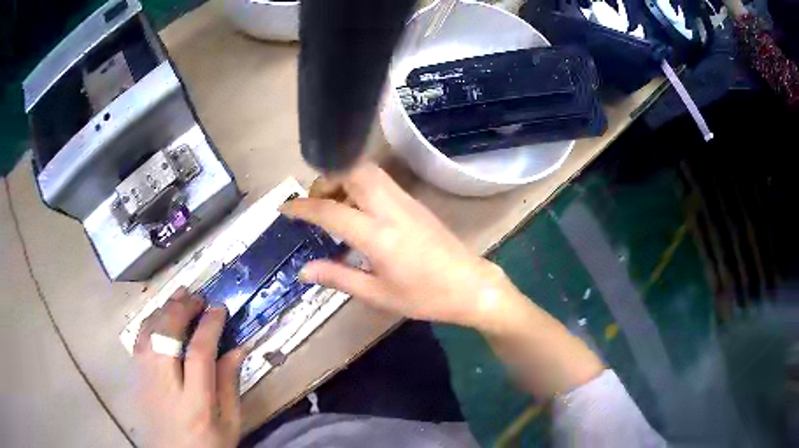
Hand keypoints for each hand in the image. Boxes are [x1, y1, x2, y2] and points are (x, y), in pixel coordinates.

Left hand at [134, 288, 243, 447]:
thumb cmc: (209, 445)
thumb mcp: (230, 423)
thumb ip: (230, 385)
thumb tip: (237, 348)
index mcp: (195, 404)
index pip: (199, 354)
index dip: (209, 326)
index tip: (219, 308)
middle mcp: (165, 387)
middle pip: (167, 337)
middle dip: (182, 310)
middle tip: (197, 297)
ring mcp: (145, 381)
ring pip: (149, 334)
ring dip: (164, 310)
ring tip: (179, 296)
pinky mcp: (136, 379)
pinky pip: (140, 342)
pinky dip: (150, 323)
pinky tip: (159, 315)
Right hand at [280, 163, 520, 331]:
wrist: (470, 286)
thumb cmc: (424, 297)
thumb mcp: (377, 294)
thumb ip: (338, 277)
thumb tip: (304, 271)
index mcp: (377, 235)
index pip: (330, 211)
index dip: (302, 207)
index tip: (284, 208)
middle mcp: (390, 208)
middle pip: (352, 172)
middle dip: (326, 180)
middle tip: (315, 202)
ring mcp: (406, 201)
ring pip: (368, 171)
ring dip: (345, 178)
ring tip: (334, 204)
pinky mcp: (416, 202)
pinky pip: (381, 181)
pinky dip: (361, 184)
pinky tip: (359, 209)